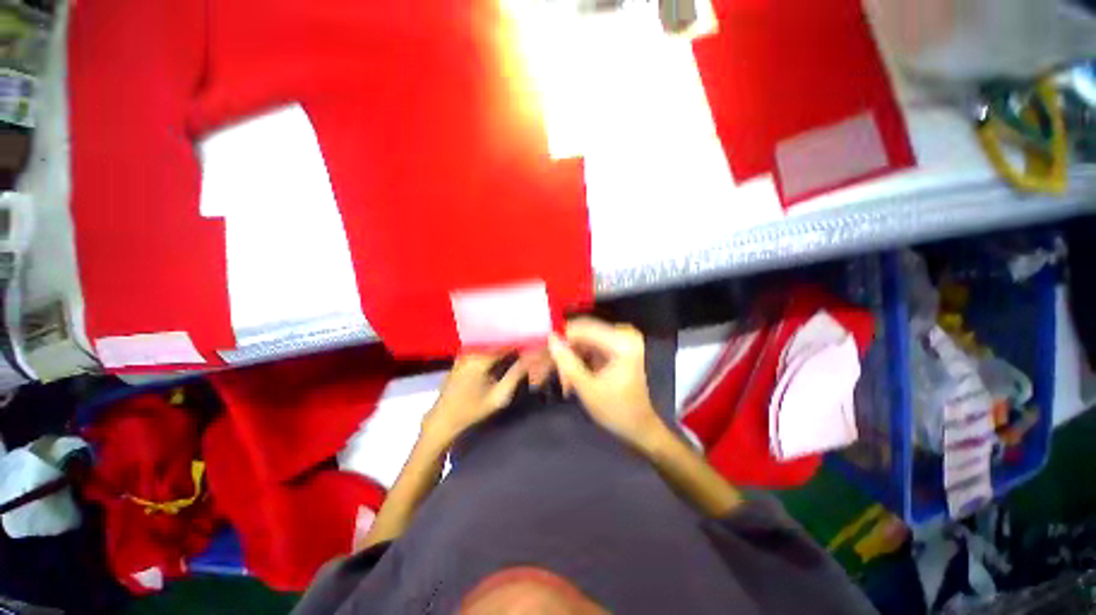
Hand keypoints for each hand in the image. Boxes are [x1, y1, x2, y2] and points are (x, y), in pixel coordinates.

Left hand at [423, 353, 526, 443]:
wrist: (442, 420)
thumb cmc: (472, 410)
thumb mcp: (499, 396)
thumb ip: (516, 375)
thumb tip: (531, 358)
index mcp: (481, 357)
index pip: (507, 344)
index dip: (521, 346)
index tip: (533, 350)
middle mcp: (472, 351)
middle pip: (498, 344)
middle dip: (512, 348)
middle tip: (525, 356)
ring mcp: (464, 354)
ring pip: (490, 347)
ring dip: (502, 351)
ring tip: (515, 358)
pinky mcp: (460, 359)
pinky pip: (481, 351)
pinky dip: (491, 355)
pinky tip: (499, 363)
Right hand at [547, 318, 662, 447]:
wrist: (638, 426)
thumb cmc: (616, 410)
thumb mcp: (587, 388)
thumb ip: (567, 362)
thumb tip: (550, 338)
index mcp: (622, 342)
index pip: (583, 329)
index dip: (560, 337)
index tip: (539, 349)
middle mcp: (623, 334)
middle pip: (582, 333)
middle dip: (562, 350)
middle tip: (543, 367)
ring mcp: (619, 339)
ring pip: (582, 341)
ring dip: (568, 358)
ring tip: (557, 379)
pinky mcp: (614, 347)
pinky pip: (588, 347)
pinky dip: (576, 360)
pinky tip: (569, 378)